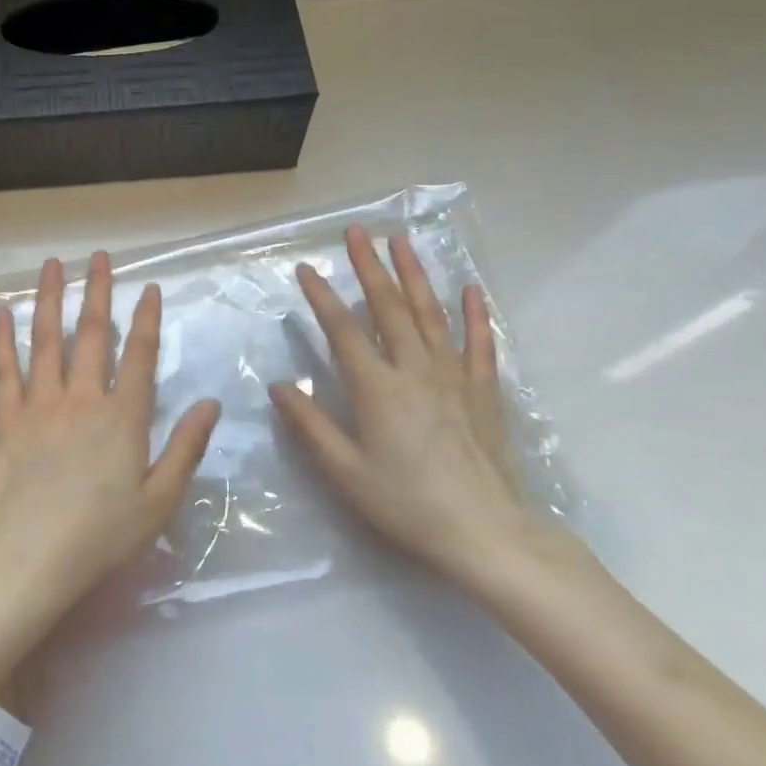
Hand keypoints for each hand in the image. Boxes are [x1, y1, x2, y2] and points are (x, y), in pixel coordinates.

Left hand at [0, 252, 221, 636]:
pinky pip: (5, 372)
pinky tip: (3, 314)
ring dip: (50, 299)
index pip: (140, 356)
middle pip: (91, 335)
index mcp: (123, 418)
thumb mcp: (158, 502)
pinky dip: (4, 341)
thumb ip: (185, 449)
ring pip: (46, 341)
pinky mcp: (8, 421)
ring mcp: (41, 407)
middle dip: (97, 292)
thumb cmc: (100, 537)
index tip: (149, 288)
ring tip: (52, 265)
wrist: (26, 560)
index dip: (147, 319)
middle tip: (98, 257)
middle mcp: (82, 400)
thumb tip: (211, 404)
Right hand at [270, 225, 559, 587]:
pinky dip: (475, 313)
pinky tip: (471, 289)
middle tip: (358, 231)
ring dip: (414, 274)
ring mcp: (454, 376)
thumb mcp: (346, 472)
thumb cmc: (407, 505)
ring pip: (431, 313)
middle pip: (389, 307)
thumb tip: (278, 385)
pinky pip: (480, 342)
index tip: (307, 269)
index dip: (322, 297)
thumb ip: (310, 426)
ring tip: (401, 241)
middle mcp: (415, 370)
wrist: (486, 534)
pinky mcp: (483, 391)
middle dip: (370, 266)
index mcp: (378, 388)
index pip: (343, 330)